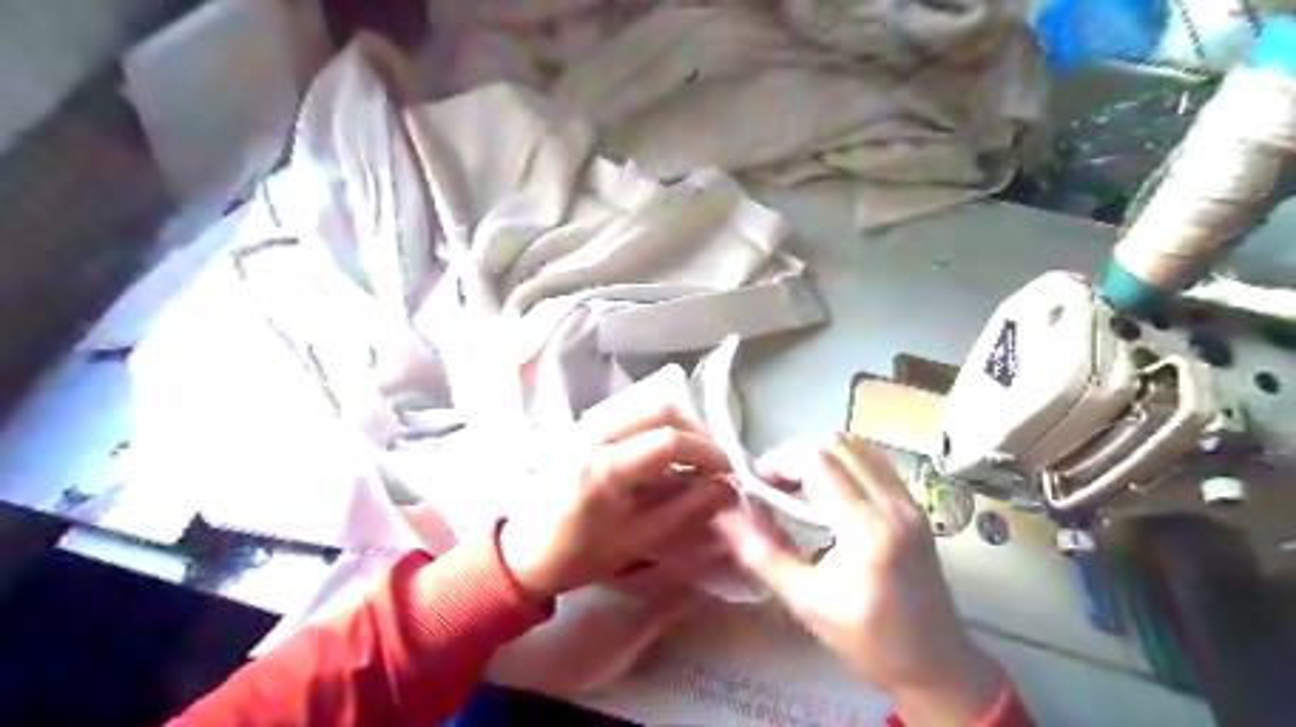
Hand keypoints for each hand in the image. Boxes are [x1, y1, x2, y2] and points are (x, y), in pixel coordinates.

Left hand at [496, 399, 732, 598]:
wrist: (521, 552)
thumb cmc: (576, 556)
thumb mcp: (635, 543)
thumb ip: (684, 512)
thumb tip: (726, 490)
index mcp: (603, 468)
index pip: (669, 441)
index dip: (707, 453)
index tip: (727, 472)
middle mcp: (592, 434)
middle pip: (659, 407)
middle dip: (695, 430)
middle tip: (710, 460)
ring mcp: (583, 425)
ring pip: (643, 403)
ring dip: (675, 423)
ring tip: (690, 455)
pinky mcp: (580, 427)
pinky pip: (627, 411)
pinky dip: (654, 423)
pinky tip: (661, 451)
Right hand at [707, 433, 1000, 722]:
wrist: (936, 664)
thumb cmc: (868, 640)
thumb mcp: (805, 601)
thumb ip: (761, 553)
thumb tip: (722, 515)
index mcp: (867, 530)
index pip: (817, 462)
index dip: (780, 461)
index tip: (757, 482)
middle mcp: (893, 504)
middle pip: (836, 444)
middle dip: (796, 454)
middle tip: (774, 483)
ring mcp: (909, 501)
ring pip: (857, 445)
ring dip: (820, 454)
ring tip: (798, 485)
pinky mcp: (915, 504)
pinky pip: (874, 461)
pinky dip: (843, 462)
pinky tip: (828, 490)